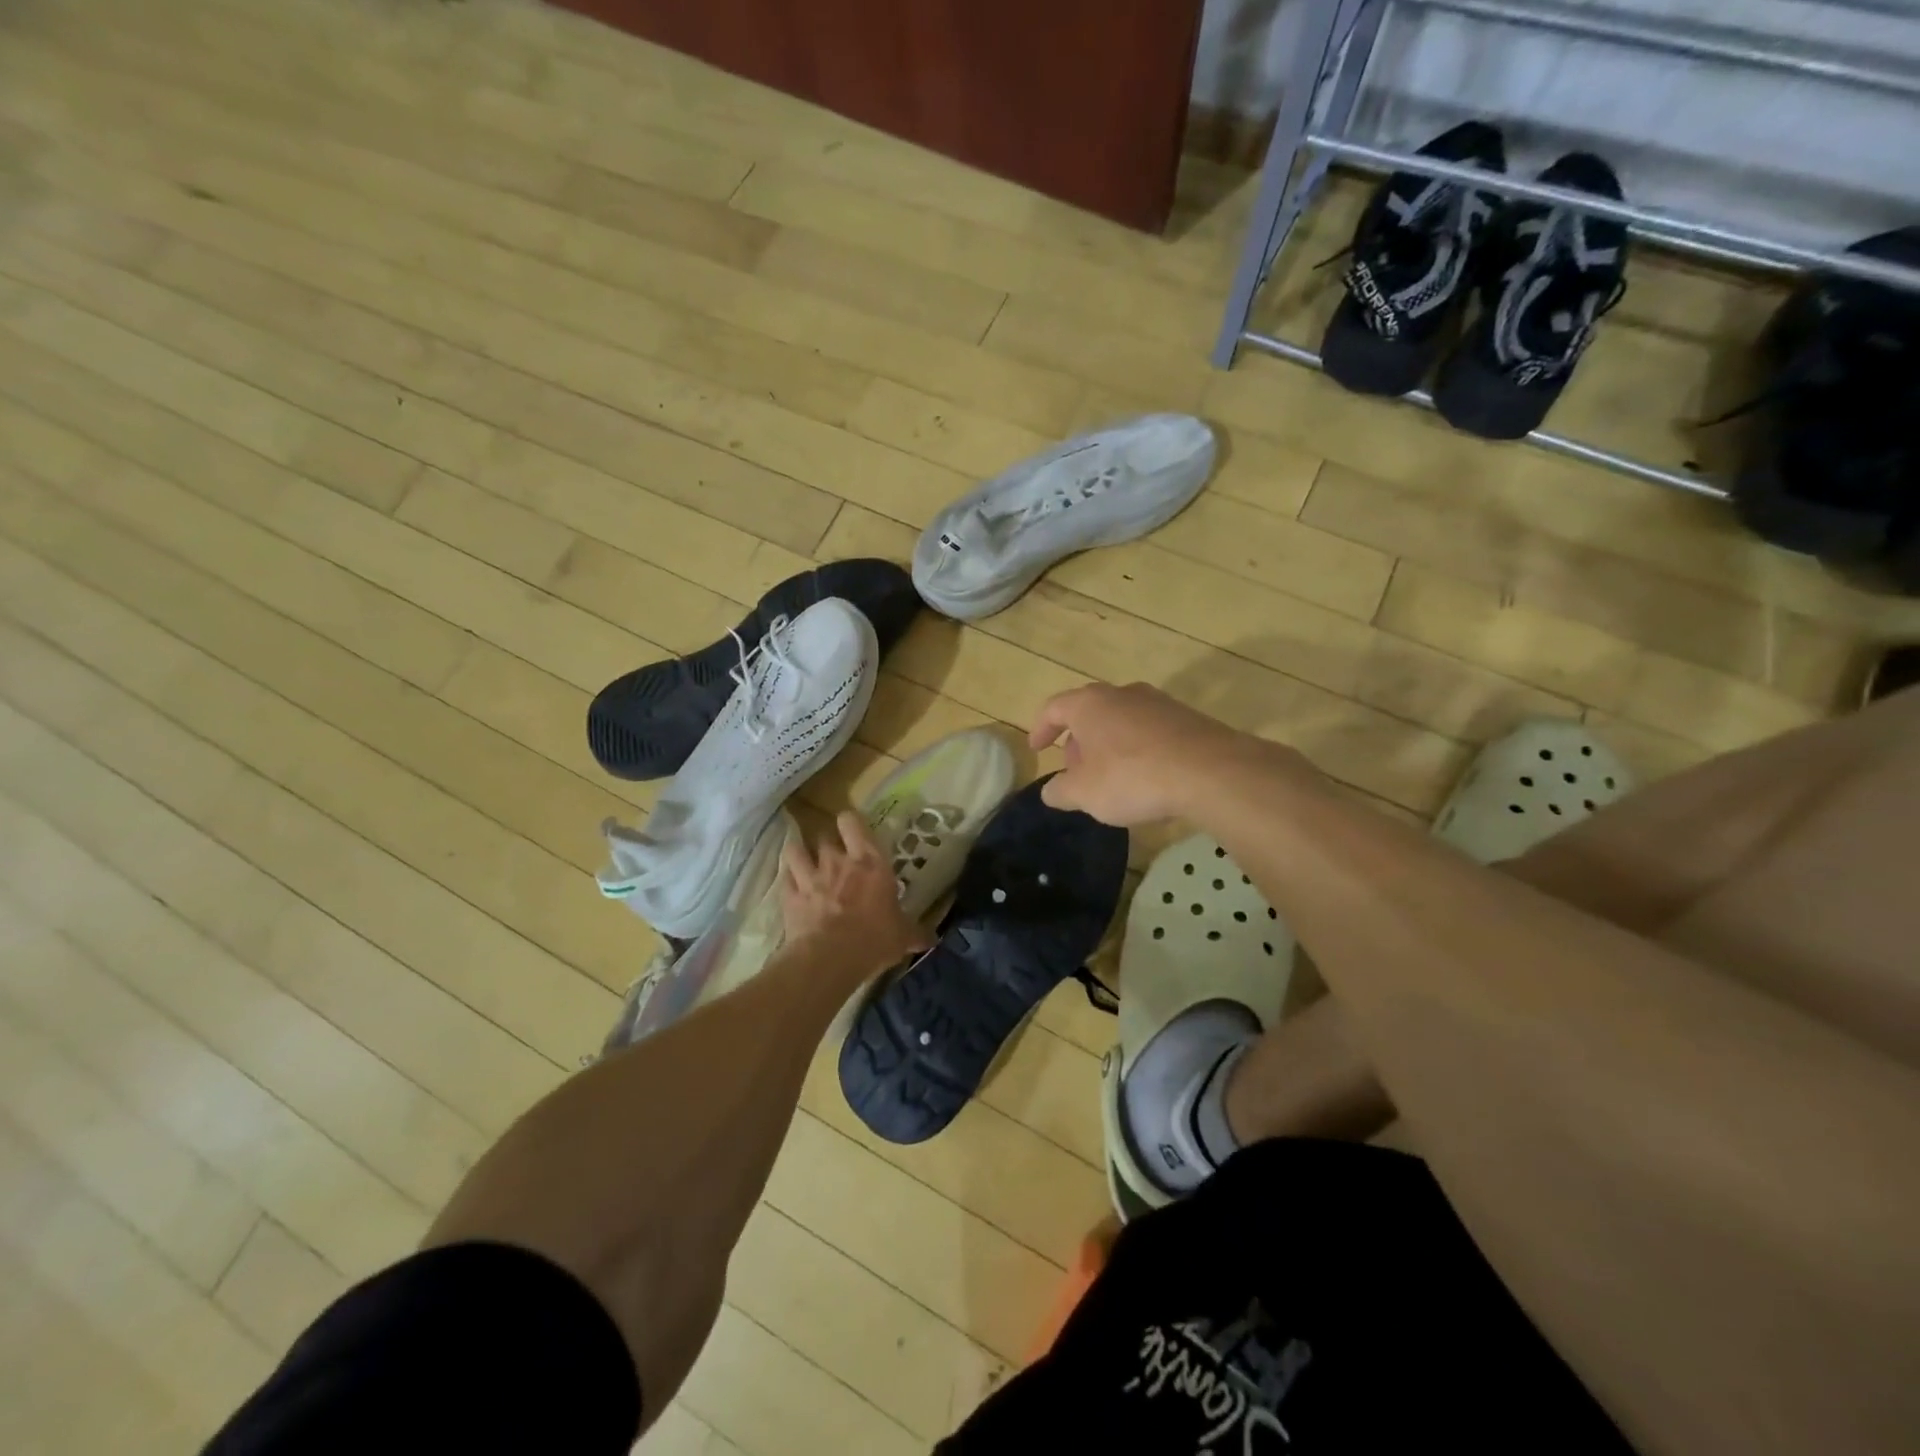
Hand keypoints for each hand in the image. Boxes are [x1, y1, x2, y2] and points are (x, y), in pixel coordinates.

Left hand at [780, 811, 931, 974]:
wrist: (829, 958)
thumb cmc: (874, 939)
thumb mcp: (902, 937)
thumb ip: (915, 932)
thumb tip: (933, 938)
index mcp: (870, 863)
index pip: (853, 823)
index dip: (849, 822)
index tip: (852, 829)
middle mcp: (837, 861)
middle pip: (825, 836)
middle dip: (827, 842)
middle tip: (833, 854)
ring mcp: (809, 876)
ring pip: (796, 850)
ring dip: (799, 853)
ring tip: (803, 860)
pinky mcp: (789, 896)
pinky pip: (784, 878)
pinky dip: (787, 879)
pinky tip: (790, 885)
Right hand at [1029, 682, 1288, 825]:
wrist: (1210, 771)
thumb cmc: (1133, 777)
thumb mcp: (1085, 793)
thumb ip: (1060, 791)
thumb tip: (1050, 790)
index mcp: (1090, 704)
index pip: (1054, 708)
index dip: (1041, 728)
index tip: (1037, 748)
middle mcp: (1122, 694)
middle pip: (1089, 712)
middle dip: (1077, 741)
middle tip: (1075, 770)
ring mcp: (1158, 703)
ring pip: (1121, 720)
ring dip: (1108, 745)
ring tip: (1110, 777)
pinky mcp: (1186, 718)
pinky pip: (1149, 731)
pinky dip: (1137, 749)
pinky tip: (1145, 778)